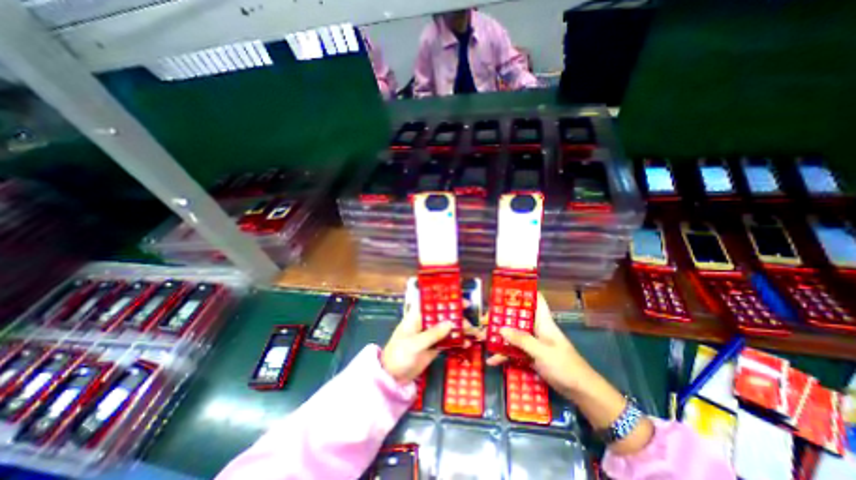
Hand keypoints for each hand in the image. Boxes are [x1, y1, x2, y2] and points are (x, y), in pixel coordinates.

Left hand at [380, 298, 474, 384]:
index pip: (433, 304)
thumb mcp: (414, 344)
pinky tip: (466, 343)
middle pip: (443, 316)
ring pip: (448, 328)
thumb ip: (432, 334)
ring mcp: (430, 335)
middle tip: (470, 322)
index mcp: (417, 317)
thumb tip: (450, 323)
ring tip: (473, 333)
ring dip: (460, 330)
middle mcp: (425, 323)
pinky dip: (457, 341)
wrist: (393, 377)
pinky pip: (447, 341)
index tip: (462, 302)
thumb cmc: (399, 354)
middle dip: (457, 317)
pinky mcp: (434, 347)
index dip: (447, 300)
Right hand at [485, 292, 596, 397]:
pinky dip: (504, 355)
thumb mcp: (542, 351)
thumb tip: (500, 329)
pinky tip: (492, 360)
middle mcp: (536, 328)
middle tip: (485, 320)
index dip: (523, 292)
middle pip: (517, 317)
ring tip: (483, 338)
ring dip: (499, 337)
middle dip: (501, 317)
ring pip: (513, 334)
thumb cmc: (565, 366)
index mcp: (542, 321)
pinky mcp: (530, 355)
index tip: (505, 291)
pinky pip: (514, 351)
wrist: (581, 392)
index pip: (535, 299)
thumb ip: (522, 340)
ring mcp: (532, 342)